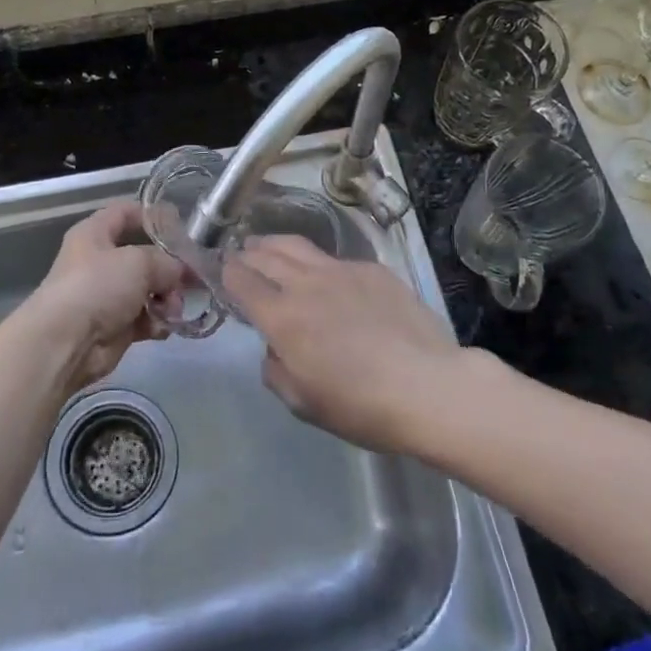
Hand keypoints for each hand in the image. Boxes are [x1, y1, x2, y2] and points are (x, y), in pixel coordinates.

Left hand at [22, 202, 187, 391]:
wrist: (66, 342)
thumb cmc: (98, 286)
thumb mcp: (139, 262)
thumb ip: (167, 261)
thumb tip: (182, 271)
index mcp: (95, 234)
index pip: (125, 212)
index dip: (152, 215)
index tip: (181, 224)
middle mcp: (100, 262)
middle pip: (144, 256)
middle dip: (170, 267)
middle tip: (191, 277)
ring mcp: (107, 295)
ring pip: (148, 289)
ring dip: (167, 298)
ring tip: (173, 308)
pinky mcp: (114, 326)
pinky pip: (145, 318)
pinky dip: (157, 322)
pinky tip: (164, 327)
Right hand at [222, 236, 466, 452]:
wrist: (428, 386)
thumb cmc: (361, 406)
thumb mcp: (303, 403)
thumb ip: (276, 370)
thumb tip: (275, 349)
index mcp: (282, 317)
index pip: (242, 280)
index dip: (226, 273)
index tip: (222, 271)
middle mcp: (305, 284)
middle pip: (266, 255)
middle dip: (247, 253)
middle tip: (240, 254)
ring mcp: (341, 271)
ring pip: (298, 247)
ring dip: (275, 245)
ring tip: (268, 246)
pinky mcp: (372, 270)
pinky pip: (335, 260)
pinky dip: (318, 263)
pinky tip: (325, 276)